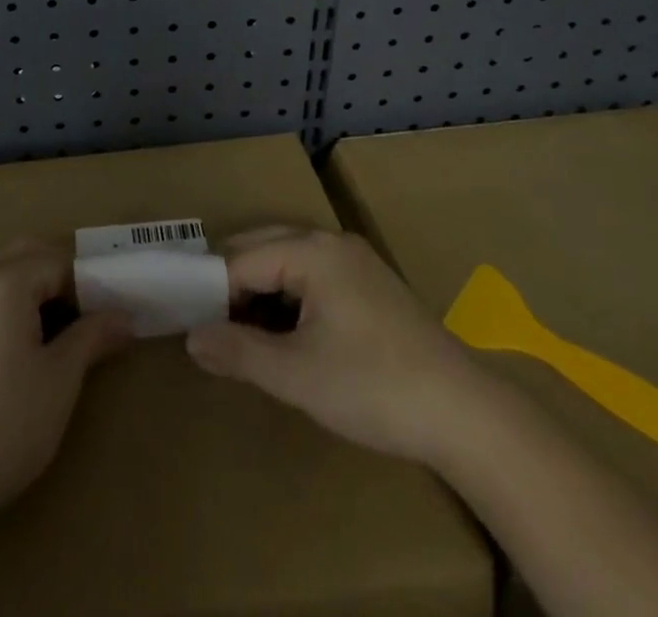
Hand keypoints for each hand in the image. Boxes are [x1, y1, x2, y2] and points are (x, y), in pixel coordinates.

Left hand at [0, 240, 132, 538]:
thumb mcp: (58, 383)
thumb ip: (92, 339)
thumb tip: (123, 317)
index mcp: (6, 277)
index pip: (61, 262)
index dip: (90, 287)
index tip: (109, 320)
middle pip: (28, 255)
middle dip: (61, 279)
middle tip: (86, 321)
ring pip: (1, 270)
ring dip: (31, 288)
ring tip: (54, 332)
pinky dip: (5, 303)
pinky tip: (15, 345)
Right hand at [185, 226, 488, 464]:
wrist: (466, 414)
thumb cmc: (373, 387)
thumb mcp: (296, 375)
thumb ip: (238, 351)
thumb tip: (191, 338)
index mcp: (310, 251)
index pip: (240, 260)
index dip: (212, 292)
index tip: (192, 326)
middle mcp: (330, 242)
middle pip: (262, 248)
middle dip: (233, 284)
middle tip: (210, 327)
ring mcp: (355, 260)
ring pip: (288, 261)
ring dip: (261, 291)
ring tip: (243, 334)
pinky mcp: (372, 284)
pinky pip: (313, 275)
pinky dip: (290, 297)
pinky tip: (287, 334)